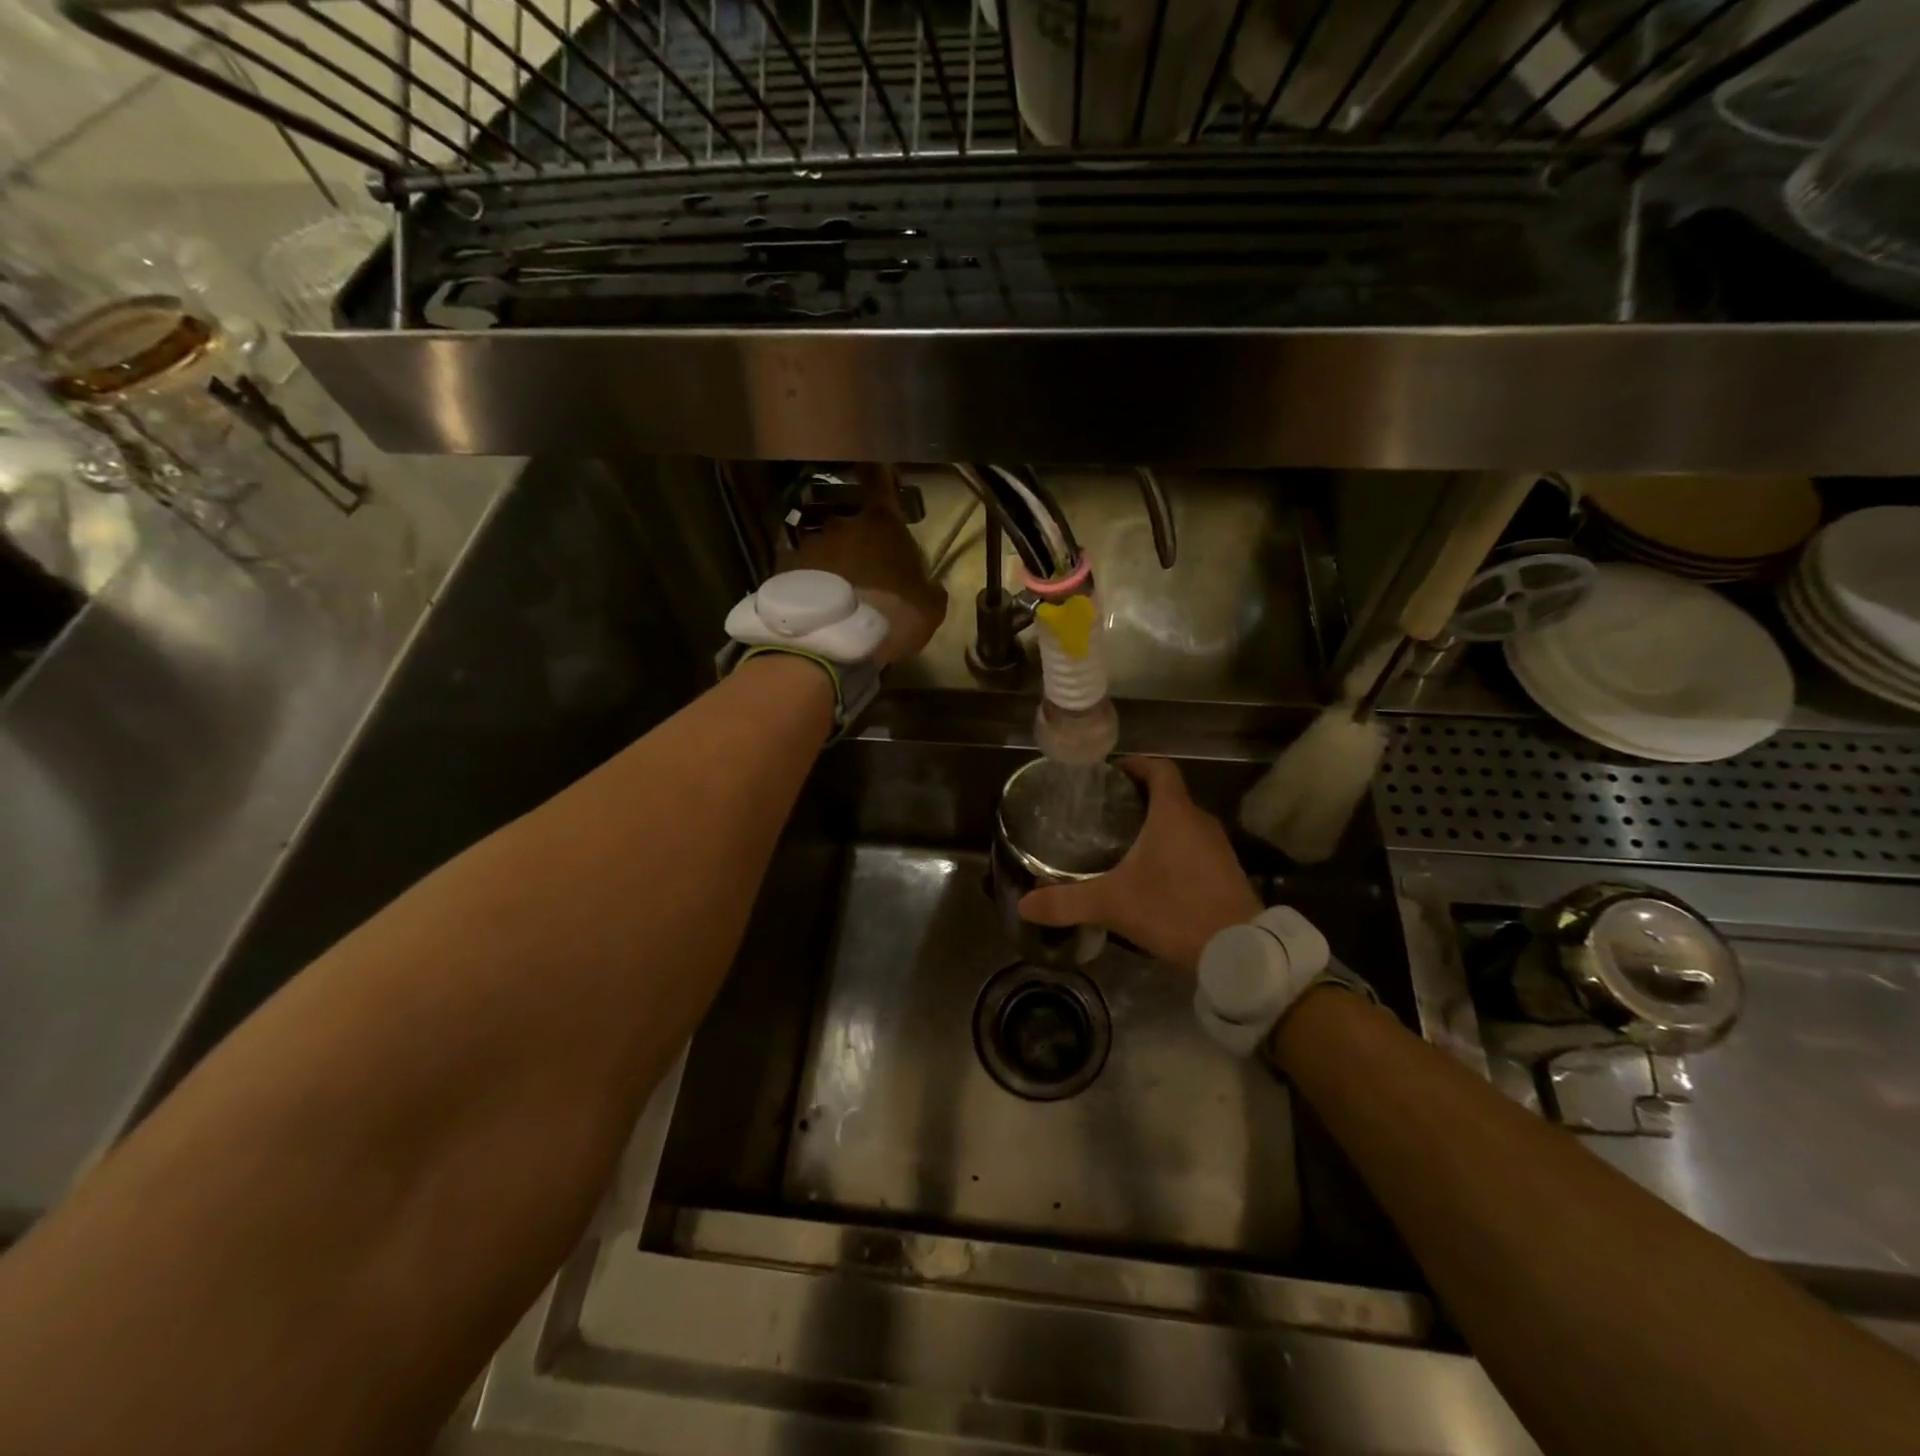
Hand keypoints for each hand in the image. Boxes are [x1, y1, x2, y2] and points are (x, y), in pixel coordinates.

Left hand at [784, 465, 946, 666]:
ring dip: (833, 564)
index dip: (881, 476)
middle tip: (868, 572)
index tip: (880, 470)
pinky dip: (808, 582)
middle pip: (853, 524)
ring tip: (837, 596)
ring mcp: (809, 545)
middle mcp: (843, 524)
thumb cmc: (893, 618)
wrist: (834, 644)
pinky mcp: (783, 570)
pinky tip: (814, 605)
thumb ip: (930, 587)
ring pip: (826, 548)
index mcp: (883, 524)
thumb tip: (928, 585)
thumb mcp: (931, 609)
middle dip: (860, 543)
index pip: (881, 483)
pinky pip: (801, 570)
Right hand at [1018, 757, 1260, 975]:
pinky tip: (1151, 873)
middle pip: (1168, 794)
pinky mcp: (1225, 871)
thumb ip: (1067, 902)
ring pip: (1182, 821)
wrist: (1239, 950)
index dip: (1135, 763)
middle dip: (1137, 798)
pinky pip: (1194, 845)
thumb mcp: (1114, 905)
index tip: (1110, 773)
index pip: (1159, 768)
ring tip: (1121, 841)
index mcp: (1174, 813)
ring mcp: (1217, 846)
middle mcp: (1199, 821)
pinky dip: (1172, 847)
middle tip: (1103, 812)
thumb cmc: (1174, 910)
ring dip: (1156, 824)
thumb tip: (1024, 905)